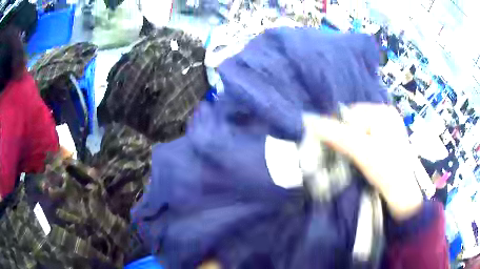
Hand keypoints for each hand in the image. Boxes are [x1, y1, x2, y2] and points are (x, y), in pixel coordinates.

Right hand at [304, 104, 422, 220]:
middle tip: (339, 155)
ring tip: (349, 159)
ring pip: (359, 132)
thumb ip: (337, 135)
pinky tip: (359, 159)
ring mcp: (388, 128)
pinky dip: (358, 148)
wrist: (404, 196)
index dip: (335, 128)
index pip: (350, 113)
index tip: (325, 145)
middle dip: (344, 137)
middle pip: (354, 122)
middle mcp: (386, 115)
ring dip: (350, 144)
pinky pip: (366, 140)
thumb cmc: (387, 171)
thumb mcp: (362, 152)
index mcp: (383, 112)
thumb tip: (309, 121)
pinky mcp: (386, 141)